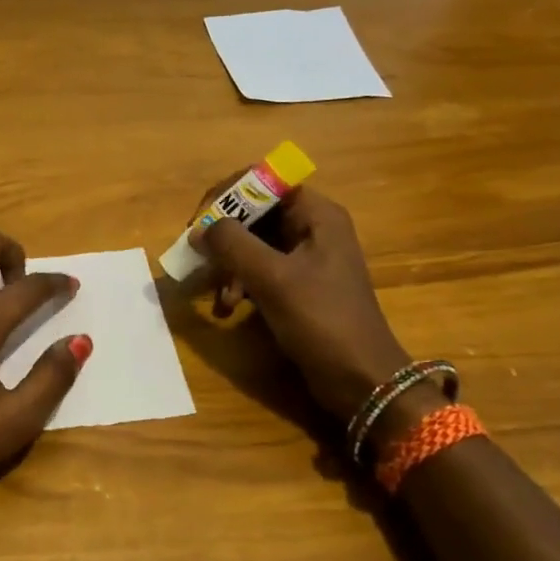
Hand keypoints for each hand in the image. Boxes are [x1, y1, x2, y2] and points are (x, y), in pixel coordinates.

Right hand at [196, 186, 412, 423]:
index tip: (200, 223)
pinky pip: (259, 270)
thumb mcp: (273, 278)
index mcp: (316, 214)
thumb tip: (199, 229)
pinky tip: (228, 308)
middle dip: (223, 236)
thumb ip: (233, 245)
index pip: (263, 181)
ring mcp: (306, 258)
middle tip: (198, 258)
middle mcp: (312, 228)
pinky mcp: (298, 286)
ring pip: (252, 243)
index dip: (227, 195)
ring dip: (228, 264)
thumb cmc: (322, 320)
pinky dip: (239, 283)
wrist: (361, 379)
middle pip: (254, 213)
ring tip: (217, 294)